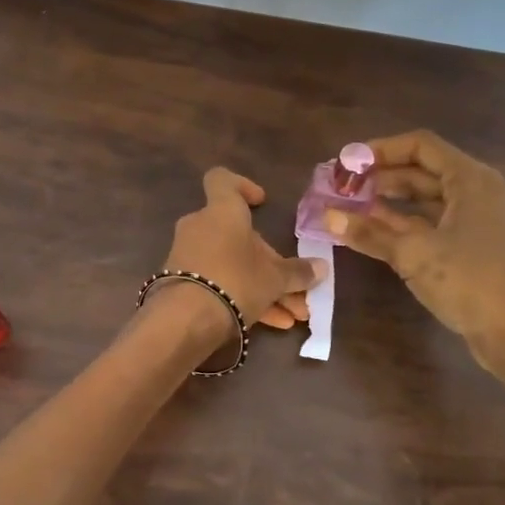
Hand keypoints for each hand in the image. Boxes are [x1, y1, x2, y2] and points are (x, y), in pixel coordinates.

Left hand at [155, 167, 325, 343]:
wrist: (185, 320)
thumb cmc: (236, 280)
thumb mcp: (275, 279)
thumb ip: (298, 272)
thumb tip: (322, 267)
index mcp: (222, 212)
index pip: (222, 180)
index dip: (242, 186)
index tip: (260, 202)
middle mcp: (201, 227)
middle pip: (239, 236)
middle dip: (271, 263)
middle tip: (296, 287)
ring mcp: (189, 256)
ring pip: (233, 265)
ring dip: (264, 287)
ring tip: (294, 315)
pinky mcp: (182, 283)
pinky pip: (219, 284)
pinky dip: (244, 298)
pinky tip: (273, 324)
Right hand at [325, 131, 504, 407]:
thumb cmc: (471, 282)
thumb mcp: (414, 254)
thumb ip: (369, 232)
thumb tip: (328, 216)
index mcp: (471, 180)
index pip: (421, 146)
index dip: (381, 150)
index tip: (347, 163)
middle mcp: (480, 193)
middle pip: (424, 172)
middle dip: (382, 178)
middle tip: (342, 189)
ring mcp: (482, 222)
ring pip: (429, 201)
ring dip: (391, 204)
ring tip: (351, 211)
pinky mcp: (479, 250)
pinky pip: (437, 226)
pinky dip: (407, 227)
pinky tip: (378, 236)